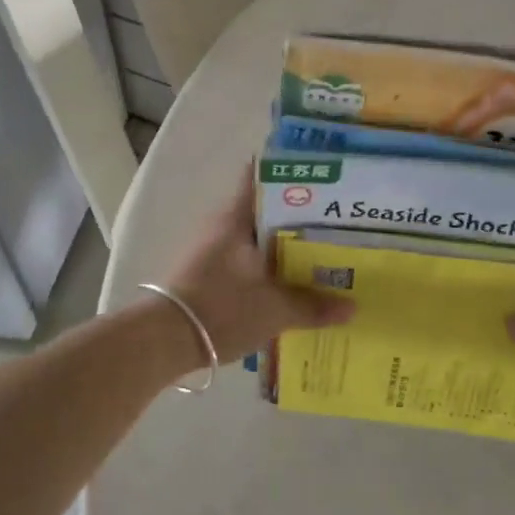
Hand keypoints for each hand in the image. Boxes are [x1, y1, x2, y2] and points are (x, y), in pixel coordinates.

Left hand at [164, 169, 354, 365]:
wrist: (162, 341)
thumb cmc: (221, 309)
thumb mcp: (275, 311)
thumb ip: (314, 306)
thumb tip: (352, 307)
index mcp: (237, 217)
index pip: (263, 177)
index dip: (292, 174)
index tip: (324, 178)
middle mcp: (222, 225)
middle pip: (266, 210)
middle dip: (299, 216)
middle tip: (335, 222)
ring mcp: (211, 249)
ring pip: (256, 237)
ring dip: (283, 245)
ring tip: (320, 254)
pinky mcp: (205, 273)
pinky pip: (245, 261)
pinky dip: (267, 266)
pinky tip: (290, 282)